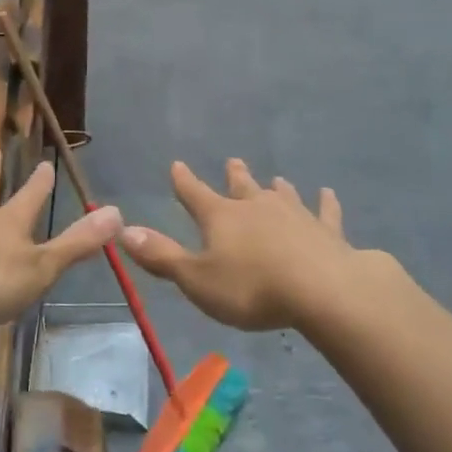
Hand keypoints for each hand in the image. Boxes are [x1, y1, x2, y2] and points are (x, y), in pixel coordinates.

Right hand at [120, 159, 365, 331]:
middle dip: (234, 176)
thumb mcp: (196, 279)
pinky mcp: (326, 231)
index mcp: (221, 217)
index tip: (177, 165)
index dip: (183, 181)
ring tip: (276, 179)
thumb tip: (124, 231)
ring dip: (277, 188)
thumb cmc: (251, 288)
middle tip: (233, 161)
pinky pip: (325, 212)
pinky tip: (328, 194)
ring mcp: (295, 215)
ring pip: (282, 195)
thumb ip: (161, 256)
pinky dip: (325, 203)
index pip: (195, 194)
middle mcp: (257, 207)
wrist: (321, 290)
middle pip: (242, 187)